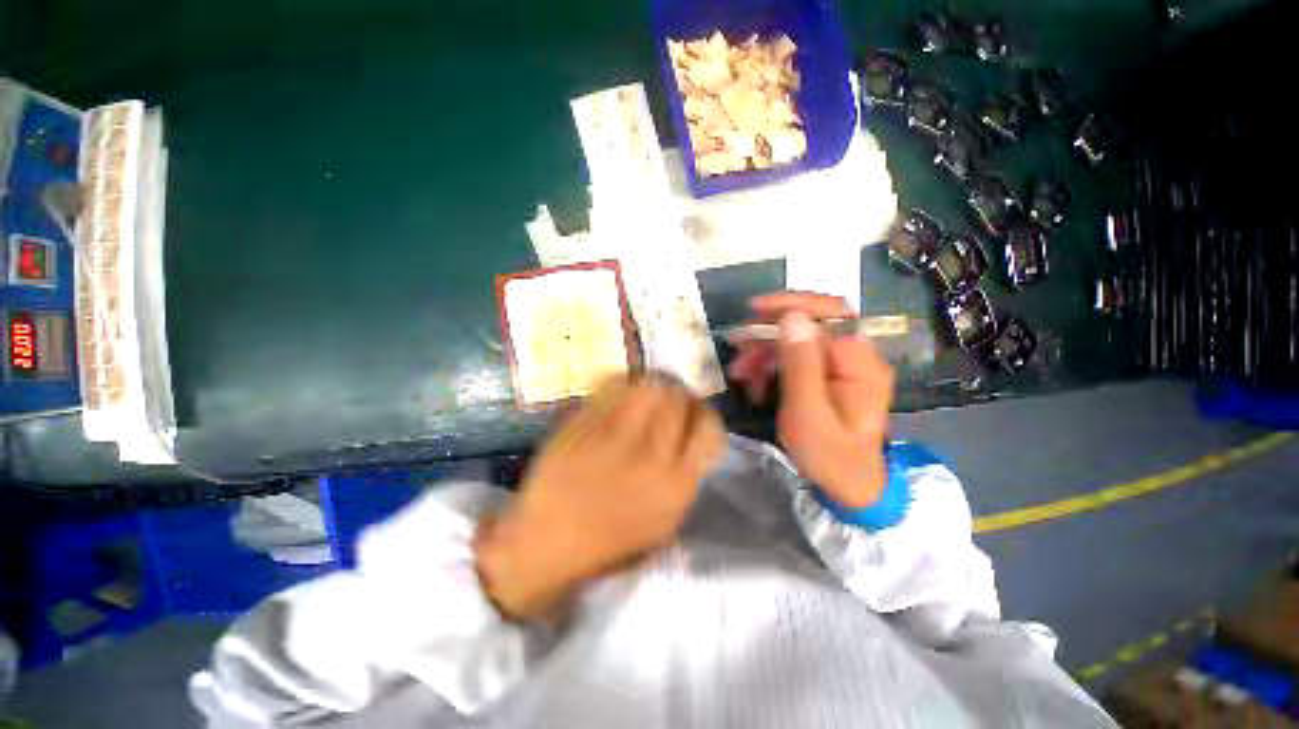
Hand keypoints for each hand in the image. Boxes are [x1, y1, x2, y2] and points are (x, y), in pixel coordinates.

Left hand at [476, 378, 724, 618]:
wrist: (547, 542)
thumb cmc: (610, 541)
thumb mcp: (665, 521)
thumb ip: (686, 476)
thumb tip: (693, 436)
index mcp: (675, 483)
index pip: (707, 427)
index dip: (704, 414)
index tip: (695, 414)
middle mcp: (649, 454)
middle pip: (678, 399)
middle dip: (680, 394)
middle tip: (672, 397)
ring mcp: (612, 435)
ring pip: (648, 387)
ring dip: (654, 385)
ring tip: (650, 390)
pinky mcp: (583, 423)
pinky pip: (612, 389)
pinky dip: (624, 383)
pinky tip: (624, 390)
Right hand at [727, 292, 894, 508]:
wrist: (850, 487)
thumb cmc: (830, 457)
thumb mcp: (808, 413)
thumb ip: (801, 365)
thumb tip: (793, 317)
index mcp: (859, 362)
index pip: (831, 312)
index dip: (793, 304)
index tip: (755, 310)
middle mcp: (854, 357)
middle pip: (810, 325)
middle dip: (770, 334)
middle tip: (739, 349)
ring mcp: (841, 367)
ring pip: (798, 342)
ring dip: (765, 351)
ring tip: (741, 373)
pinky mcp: (828, 377)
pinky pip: (796, 360)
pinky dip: (771, 366)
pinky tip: (755, 383)